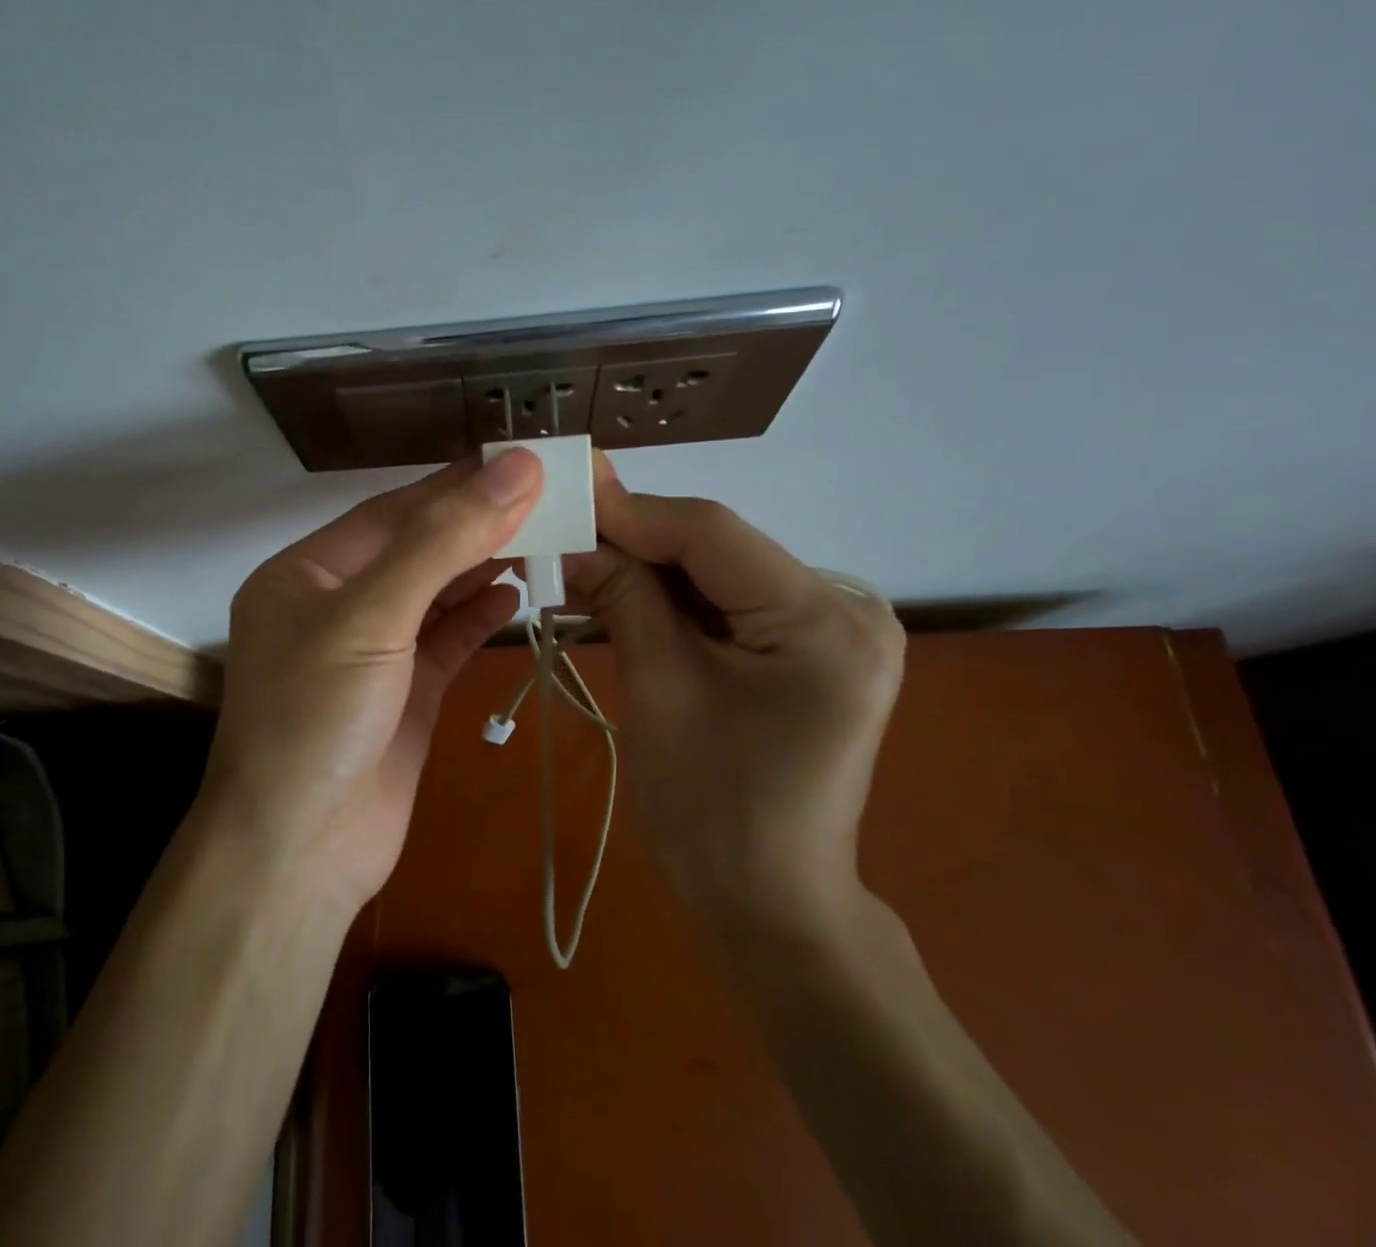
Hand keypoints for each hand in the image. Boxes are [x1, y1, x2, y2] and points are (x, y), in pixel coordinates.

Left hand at [203, 451, 542, 906]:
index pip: (391, 513)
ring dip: (483, 565)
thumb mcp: (372, 616)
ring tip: (542, 535)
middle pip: (415, 549)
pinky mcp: (403, 695)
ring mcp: (371, 653)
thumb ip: (444, 541)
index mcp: (306, 573)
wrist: (298, 854)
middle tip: (544, 493)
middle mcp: (335, 606)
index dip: (454, 484)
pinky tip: (515, 593)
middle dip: (474, 522)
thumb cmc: (317, 718)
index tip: (516, 460)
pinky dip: (478, 615)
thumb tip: (514, 469)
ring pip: (434, 593)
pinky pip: (445, 640)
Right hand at [564, 454, 904, 930]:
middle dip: (635, 541)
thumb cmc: (710, 812)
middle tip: (561, 531)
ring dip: (649, 569)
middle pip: (719, 548)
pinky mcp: (809, 650)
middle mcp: (845, 609)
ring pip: (718, 572)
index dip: (631, 511)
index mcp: (824, 622)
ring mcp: (832, 630)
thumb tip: (575, 536)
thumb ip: (623, 597)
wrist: (767, 908)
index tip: (563, 496)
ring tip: (579, 563)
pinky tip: (622, 597)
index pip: (713, 533)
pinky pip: (728, 604)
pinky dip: (673, 600)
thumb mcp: (659, 690)